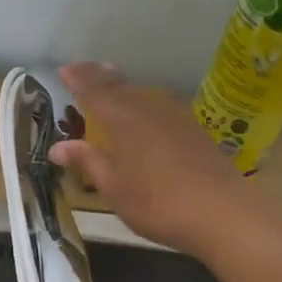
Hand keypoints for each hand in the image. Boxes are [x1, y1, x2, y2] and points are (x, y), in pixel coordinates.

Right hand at [49, 61, 253, 255]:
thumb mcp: (114, 187)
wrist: (223, 213)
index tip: (64, 69)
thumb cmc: (157, 203)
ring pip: (142, 93)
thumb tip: (57, 147)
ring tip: (111, 82)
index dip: (78, 79)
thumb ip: (87, 161)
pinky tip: (146, 111)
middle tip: (83, 69)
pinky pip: (159, 105)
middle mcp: (147, 108)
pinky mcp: (194, 129)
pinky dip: (143, 102)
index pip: (94, 91)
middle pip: (119, 85)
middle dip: (99, 76)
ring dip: (123, 87)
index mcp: (122, 119)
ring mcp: (175, 116)